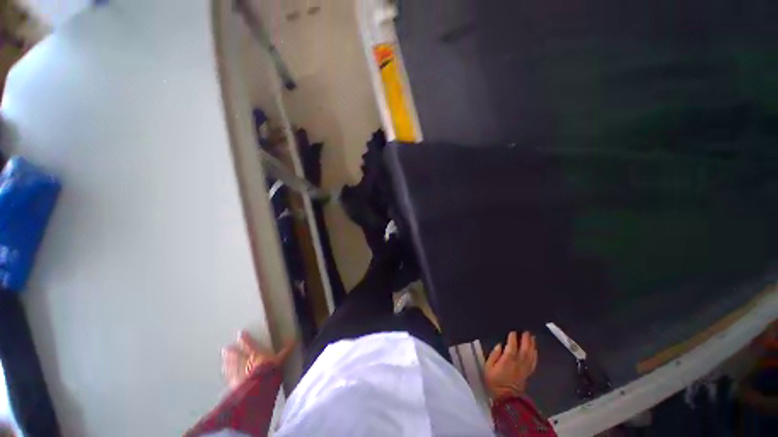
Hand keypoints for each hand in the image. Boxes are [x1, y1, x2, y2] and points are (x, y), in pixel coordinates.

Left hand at [221, 331, 295, 388]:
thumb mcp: (281, 360)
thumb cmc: (270, 371)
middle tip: (225, 348)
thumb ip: (286, 351)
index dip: (245, 339)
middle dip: (231, 353)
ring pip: (231, 367)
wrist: (258, 389)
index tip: (240, 334)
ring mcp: (238, 375)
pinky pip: (230, 380)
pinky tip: (225, 378)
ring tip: (223, 360)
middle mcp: (244, 363)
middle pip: (236, 357)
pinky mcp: (235, 386)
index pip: (249, 345)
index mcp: (255, 355)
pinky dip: (227, 377)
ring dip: (227, 363)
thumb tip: (294, 339)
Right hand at [485, 331, 537, 400]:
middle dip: (525, 339)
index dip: (513, 337)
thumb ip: (494, 355)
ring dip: (532, 345)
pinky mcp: (527, 373)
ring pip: (530, 355)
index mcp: (508, 361)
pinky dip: (535, 355)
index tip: (513, 330)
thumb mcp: (488, 367)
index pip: (512, 346)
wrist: (505, 399)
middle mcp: (518, 363)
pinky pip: (533, 362)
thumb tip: (499, 345)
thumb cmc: (494, 382)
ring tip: (532, 336)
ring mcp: (524, 368)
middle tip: (526, 330)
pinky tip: (535, 350)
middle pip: (524, 349)